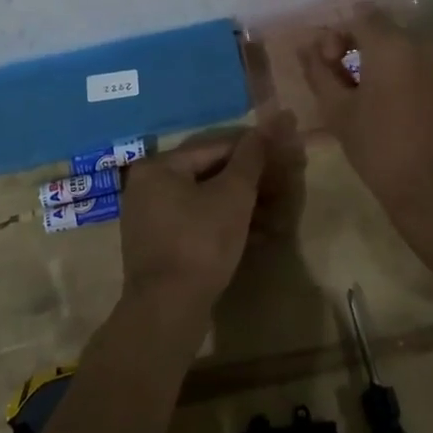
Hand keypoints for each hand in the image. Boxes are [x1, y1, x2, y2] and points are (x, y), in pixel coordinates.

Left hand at [119, 119, 282, 320]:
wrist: (167, 312)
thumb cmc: (201, 243)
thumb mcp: (233, 195)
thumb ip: (253, 157)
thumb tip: (274, 120)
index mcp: (159, 167)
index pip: (215, 147)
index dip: (253, 150)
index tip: (283, 154)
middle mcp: (148, 186)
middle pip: (209, 174)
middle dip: (250, 183)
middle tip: (284, 187)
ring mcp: (151, 219)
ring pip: (206, 201)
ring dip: (243, 207)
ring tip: (278, 215)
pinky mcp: (161, 247)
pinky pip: (198, 224)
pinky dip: (226, 226)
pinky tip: (260, 236)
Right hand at [297, 6, 432, 230]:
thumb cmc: (382, 151)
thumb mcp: (338, 113)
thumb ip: (319, 72)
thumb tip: (307, 46)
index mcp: (391, 44)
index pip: (361, 16)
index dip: (342, 35)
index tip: (335, 65)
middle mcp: (428, 43)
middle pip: (392, 32)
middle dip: (371, 51)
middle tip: (358, 86)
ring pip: (419, 52)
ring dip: (400, 66)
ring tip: (390, 102)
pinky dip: (427, 82)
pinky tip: (420, 114)